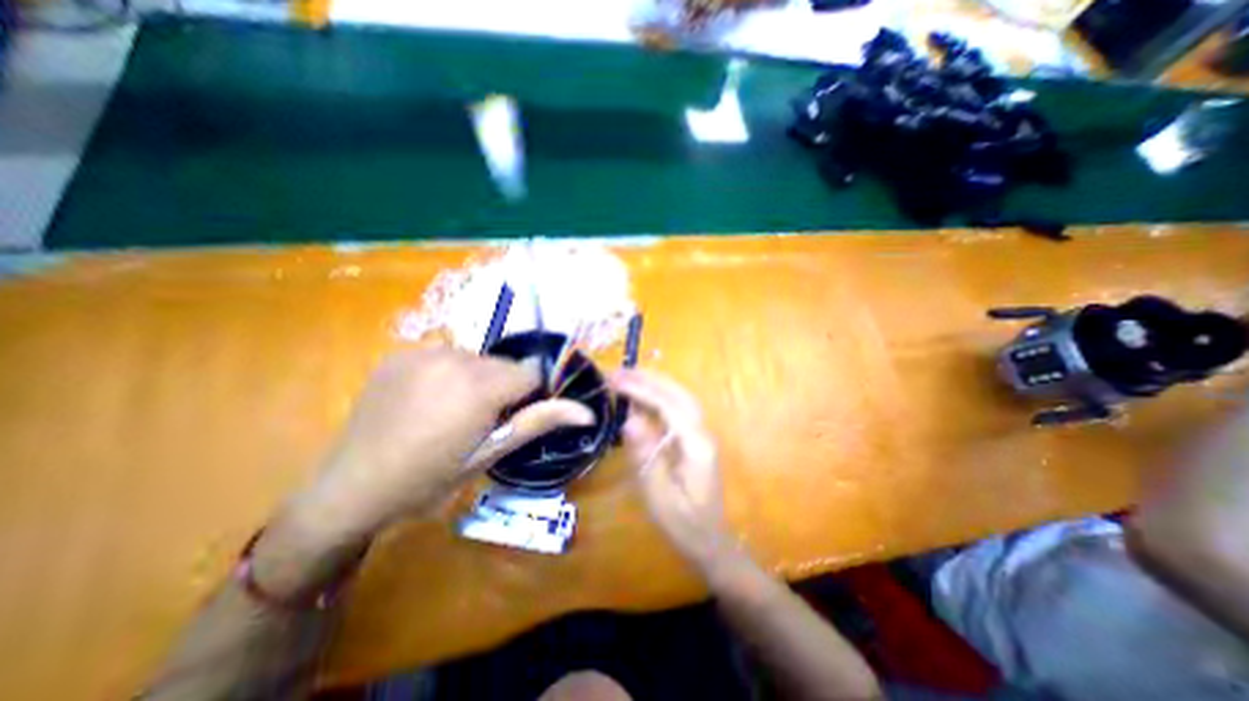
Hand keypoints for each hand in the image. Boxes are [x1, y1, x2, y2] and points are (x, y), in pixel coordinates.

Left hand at [290, 351, 591, 547]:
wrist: (351, 488)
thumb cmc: (430, 479)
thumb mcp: (490, 454)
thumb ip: (539, 422)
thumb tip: (587, 411)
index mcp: (478, 386)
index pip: (531, 372)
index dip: (530, 395)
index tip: (513, 418)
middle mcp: (454, 357)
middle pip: (504, 364)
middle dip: (504, 387)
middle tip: (483, 421)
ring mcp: (423, 352)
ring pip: (477, 358)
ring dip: (478, 379)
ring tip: (454, 412)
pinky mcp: (402, 353)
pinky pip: (447, 356)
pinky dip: (450, 372)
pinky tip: (430, 400)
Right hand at [611, 370, 728, 572]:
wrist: (710, 541)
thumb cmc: (683, 524)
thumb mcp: (658, 495)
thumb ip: (645, 454)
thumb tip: (630, 419)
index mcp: (696, 445)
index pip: (668, 406)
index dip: (642, 390)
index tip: (616, 380)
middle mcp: (702, 432)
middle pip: (678, 394)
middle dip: (649, 379)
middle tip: (620, 371)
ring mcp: (701, 434)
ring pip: (680, 397)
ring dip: (655, 383)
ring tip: (628, 376)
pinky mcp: (695, 439)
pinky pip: (678, 409)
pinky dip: (659, 397)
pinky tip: (643, 397)